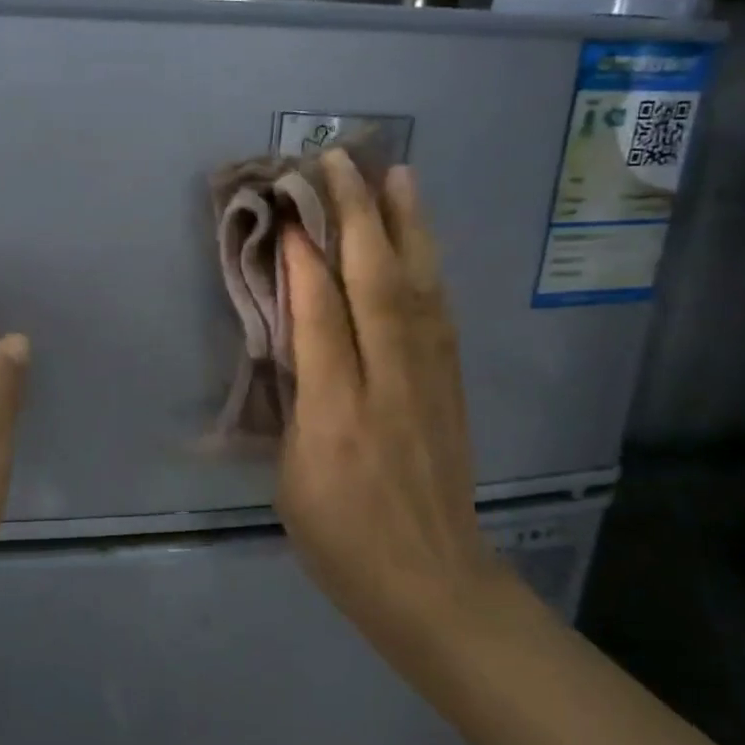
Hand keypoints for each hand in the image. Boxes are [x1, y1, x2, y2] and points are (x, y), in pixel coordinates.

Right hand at [277, 151, 498, 662]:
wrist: (431, 582)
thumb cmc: (341, 540)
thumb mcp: (292, 478)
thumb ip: (297, 402)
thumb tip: (298, 338)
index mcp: (335, 414)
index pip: (320, 315)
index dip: (305, 257)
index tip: (291, 206)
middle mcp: (388, 384)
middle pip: (375, 284)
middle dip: (357, 217)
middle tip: (340, 162)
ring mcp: (430, 382)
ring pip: (419, 288)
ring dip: (406, 226)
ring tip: (397, 175)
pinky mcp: (453, 387)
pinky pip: (441, 314)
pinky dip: (429, 268)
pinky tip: (422, 240)